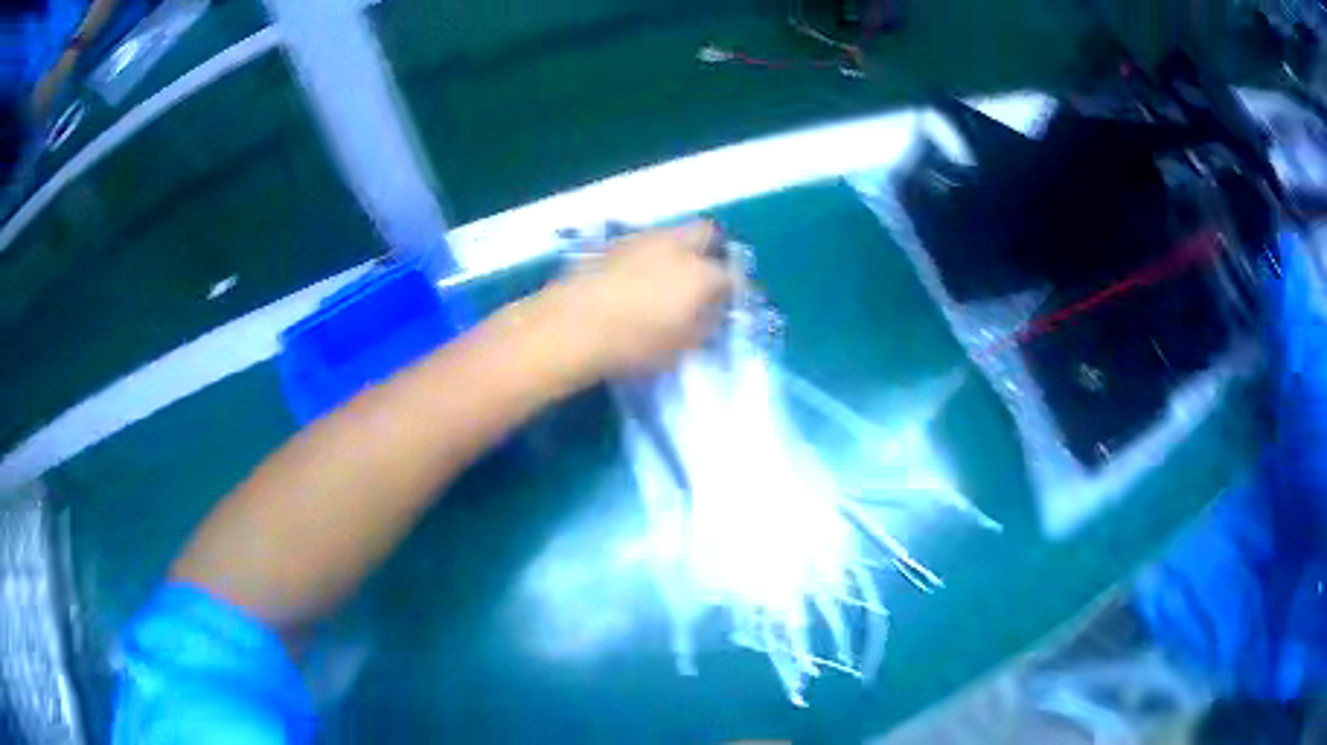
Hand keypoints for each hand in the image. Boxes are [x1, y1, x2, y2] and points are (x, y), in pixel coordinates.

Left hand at [534, 221, 733, 381]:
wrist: (571, 326)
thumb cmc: (633, 344)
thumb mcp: (680, 348)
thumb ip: (704, 328)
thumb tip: (712, 316)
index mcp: (701, 274)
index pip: (730, 275)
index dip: (731, 291)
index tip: (725, 305)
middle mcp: (677, 247)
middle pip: (706, 233)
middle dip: (711, 250)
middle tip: (703, 277)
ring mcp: (643, 240)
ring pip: (673, 234)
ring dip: (678, 250)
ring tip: (667, 280)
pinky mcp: (613, 244)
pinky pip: (643, 243)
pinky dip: (648, 256)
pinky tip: (636, 280)